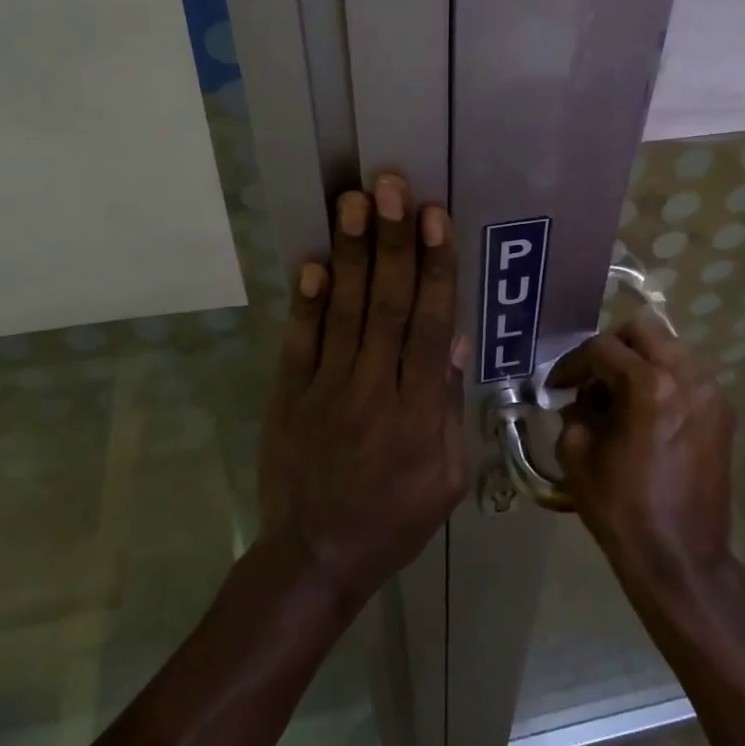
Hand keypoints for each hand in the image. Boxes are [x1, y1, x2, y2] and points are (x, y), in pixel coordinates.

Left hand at [258, 174, 471, 605]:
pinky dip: (306, 302)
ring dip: (352, 254)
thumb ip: (451, 407)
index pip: (429, 326)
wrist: (314, 559)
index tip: (435, 218)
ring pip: (344, 313)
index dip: (434, 268)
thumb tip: (455, 339)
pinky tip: (314, 261)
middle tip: (392, 186)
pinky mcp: (289, 396)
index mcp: (418, 413)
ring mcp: (326, 390)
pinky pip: (299, 343)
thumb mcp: (448, 478)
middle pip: (386, 306)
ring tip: (355, 201)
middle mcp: (373, 390)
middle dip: (392, 242)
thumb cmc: (394, 520)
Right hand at [550, 318, 735, 589]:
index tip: (558, 386)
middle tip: (592, 378)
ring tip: (619, 396)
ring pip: (669, 347)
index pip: (603, 348)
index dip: (573, 364)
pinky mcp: (723, 411)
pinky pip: (687, 373)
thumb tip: (581, 398)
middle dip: (611, 347)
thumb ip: (574, 412)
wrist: (681, 558)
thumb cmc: (623, 510)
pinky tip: (646, 411)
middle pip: (643, 329)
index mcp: (649, 385)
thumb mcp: (578, 456)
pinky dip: (663, 378)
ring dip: (640, 361)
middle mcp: (687, 376)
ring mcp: (711, 391)